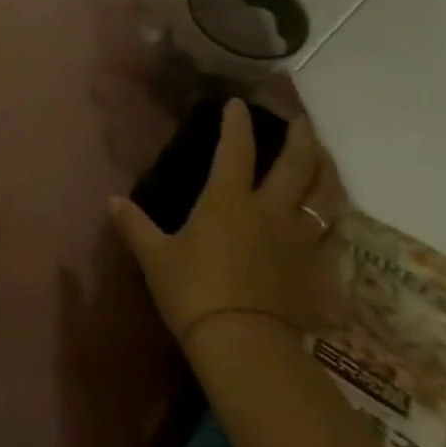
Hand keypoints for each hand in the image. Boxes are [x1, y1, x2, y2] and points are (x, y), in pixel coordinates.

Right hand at [109, 101, 340, 350]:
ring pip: (326, 197)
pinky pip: (333, 236)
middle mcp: (270, 211)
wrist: (244, 342)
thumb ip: (135, 225)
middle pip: (296, 166)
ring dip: (328, 172)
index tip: (238, 104)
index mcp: (227, 201)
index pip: (235, 150)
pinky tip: (333, 219)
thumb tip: (111, 201)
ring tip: (326, 159)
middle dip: (300, 139)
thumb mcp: (155, 257)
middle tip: (302, 122)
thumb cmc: (192, 291)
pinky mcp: (317, 269)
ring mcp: (300, 240)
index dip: (236, 124)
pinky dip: (334, 220)